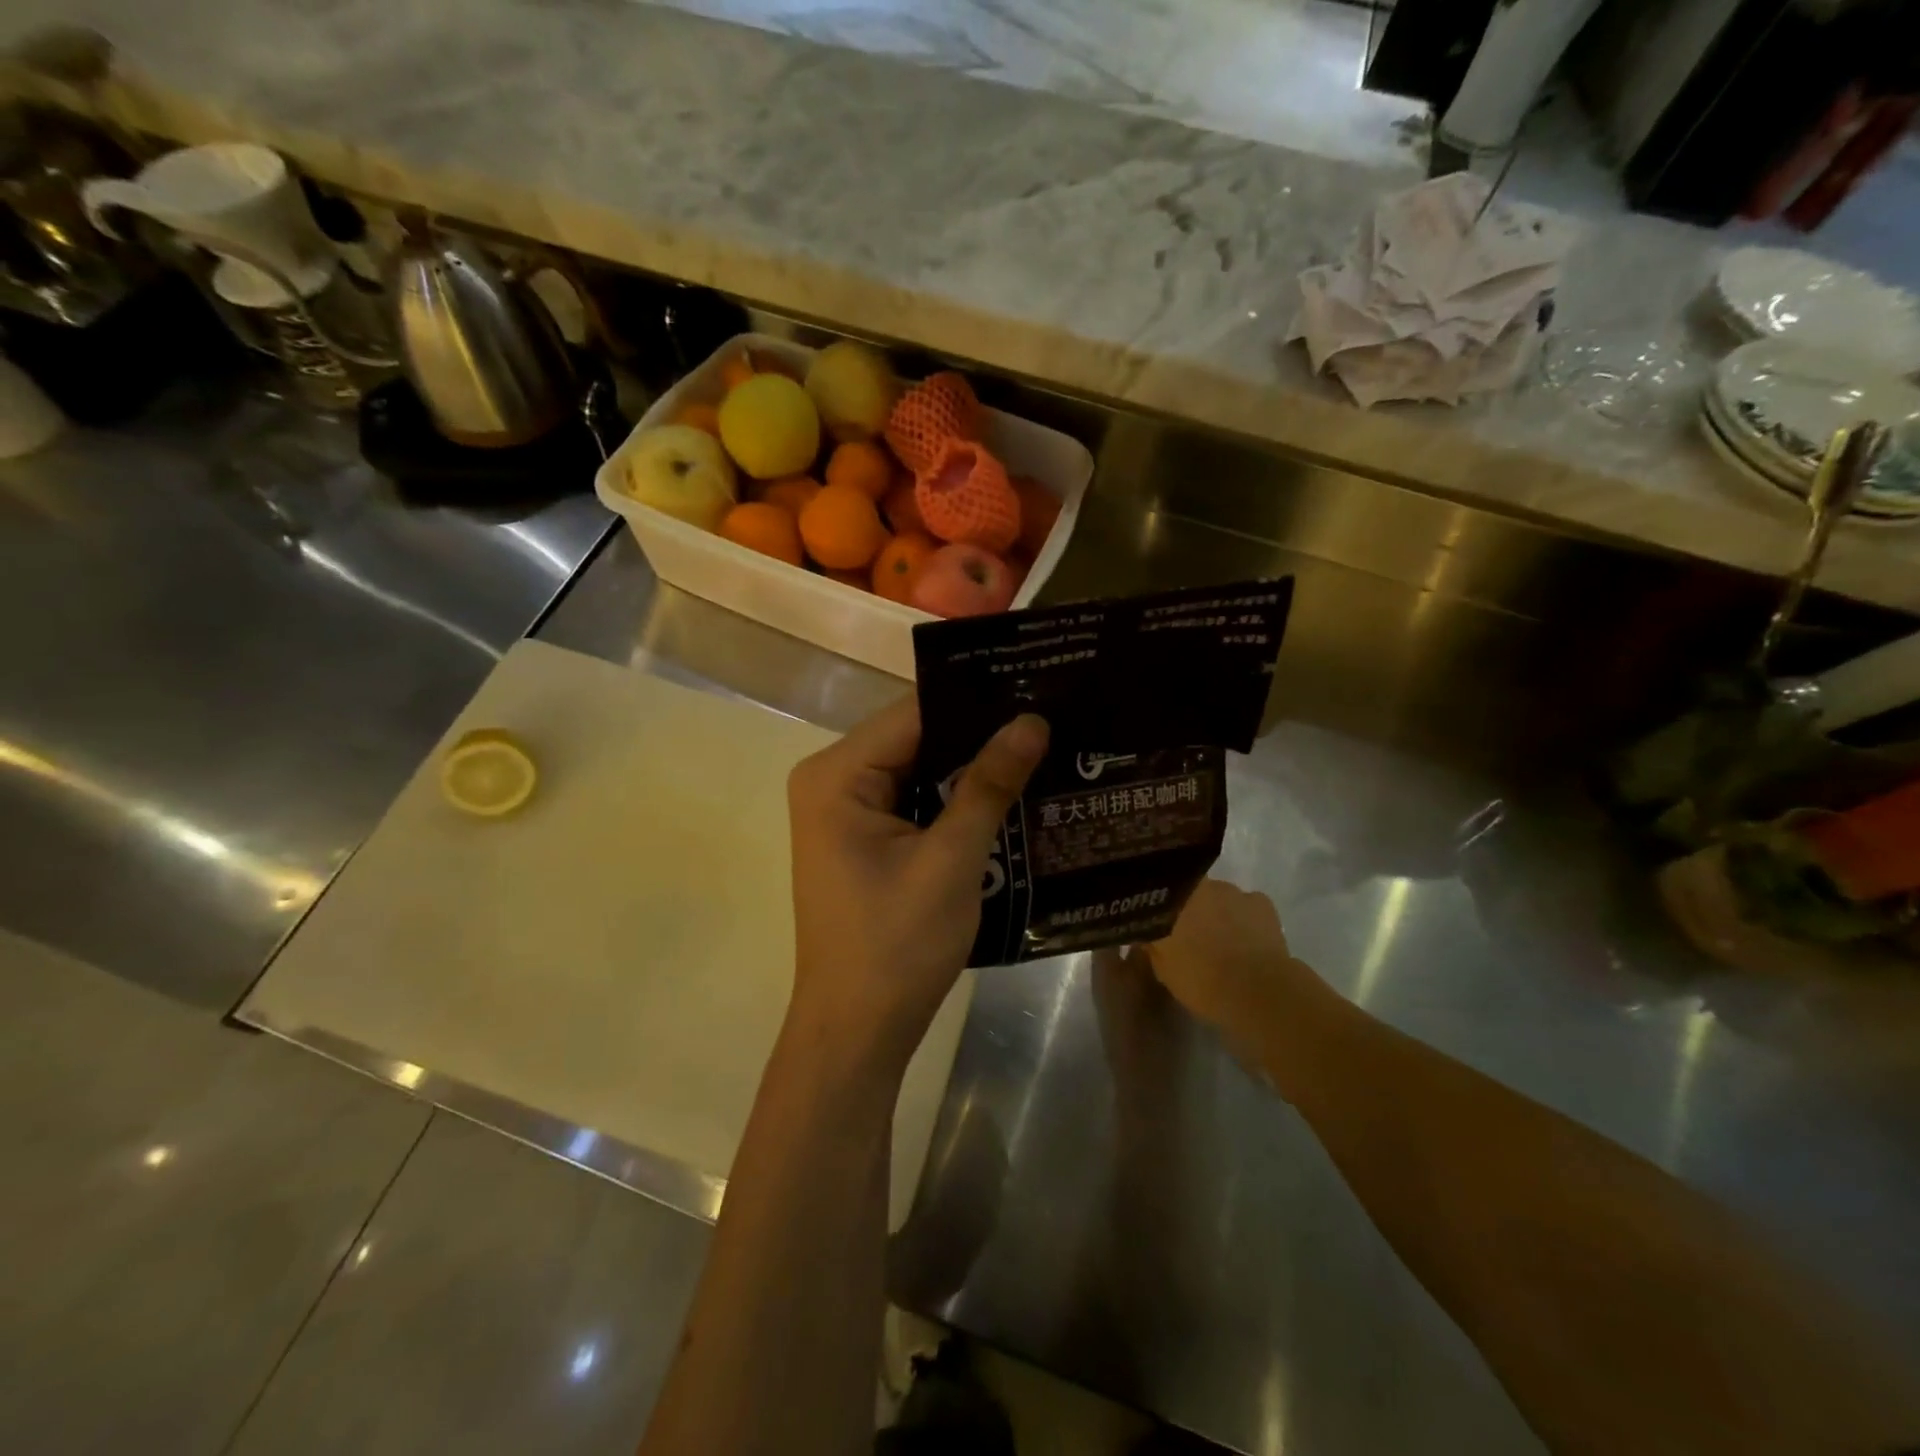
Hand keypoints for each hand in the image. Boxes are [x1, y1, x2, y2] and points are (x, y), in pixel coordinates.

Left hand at [786, 696, 1047, 1074]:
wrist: (858, 1031)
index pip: (915, 713)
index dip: (978, 701)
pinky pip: (915, 801)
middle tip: (1053, 720)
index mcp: (836, 775)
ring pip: (920, 769)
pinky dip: (955, 800)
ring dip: (972, 769)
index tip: (1039, 687)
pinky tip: (1010, 794)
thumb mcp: (950, 861)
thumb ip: (988, 785)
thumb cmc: (896, 946)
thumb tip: (1032, 720)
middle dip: (980, 735)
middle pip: (917, 738)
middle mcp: (832, 780)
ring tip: (1044, 749)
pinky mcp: (864, 838)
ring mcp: (845, 811)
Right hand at [1142, 879, 1328, 1063]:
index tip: (1157, 926)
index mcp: (1173, 898)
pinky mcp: (1262, 904)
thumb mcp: (1163, 969)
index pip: (1158, 894)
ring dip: (1216, 914)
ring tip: (1220, 941)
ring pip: (1218, 898)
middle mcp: (1201, 885)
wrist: (1259, 992)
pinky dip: (1243, 918)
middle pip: (1189, 893)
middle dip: (1188, 910)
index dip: (1157, 909)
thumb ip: (1152, 945)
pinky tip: (1244, 940)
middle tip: (1188, 936)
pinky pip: (1246, 906)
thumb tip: (1146, 934)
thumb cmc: (1203, 979)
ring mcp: (1234, 891)